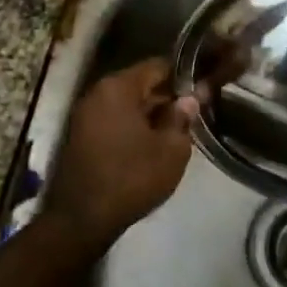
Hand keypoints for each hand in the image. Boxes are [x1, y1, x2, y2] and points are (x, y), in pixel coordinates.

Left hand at [42, 57, 199, 244]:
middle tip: (197, 109)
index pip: (158, 66)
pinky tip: (155, 143)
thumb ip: (183, 117)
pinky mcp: (81, 137)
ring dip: (152, 113)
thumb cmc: (131, 178)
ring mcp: (85, 115)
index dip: (185, 73)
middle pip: (141, 84)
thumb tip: (191, 98)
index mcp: (118, 87)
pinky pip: (115, 120)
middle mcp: (97, 93)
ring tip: (180, 128)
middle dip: (169, 95)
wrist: (81, 220)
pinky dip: (135, 126)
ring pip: (128, 104)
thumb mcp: (171, 150)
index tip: (205, 83)